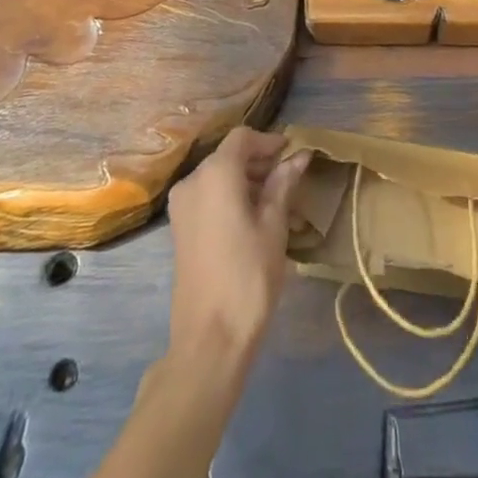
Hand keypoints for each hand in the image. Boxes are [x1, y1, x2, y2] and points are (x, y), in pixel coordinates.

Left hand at [166, 127, 310, 363]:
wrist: (209, 340)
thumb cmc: (248, 276)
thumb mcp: (273, 226)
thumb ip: (283, 184)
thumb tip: (299, 156)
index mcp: (215, 173)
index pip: (243, 138)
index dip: (269, 141)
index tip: (293, 154)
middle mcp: (192, 180)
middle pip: (228, 156)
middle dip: (259, 162)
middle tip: (289, 180)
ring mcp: (181, 206)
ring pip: (218, 177)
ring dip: (246, 181)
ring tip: (276, 203)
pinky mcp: (179, 229)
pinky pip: (207, 197)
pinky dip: (230, 197)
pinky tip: (253, 220)